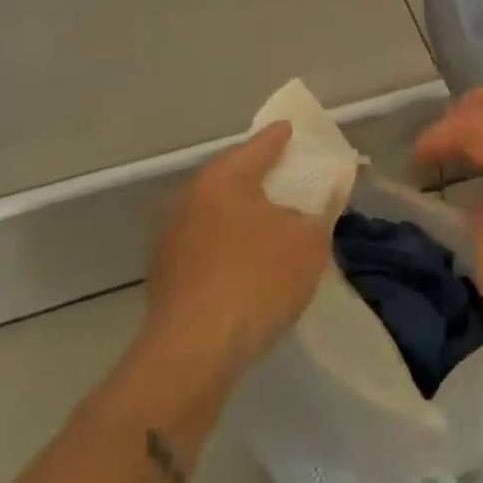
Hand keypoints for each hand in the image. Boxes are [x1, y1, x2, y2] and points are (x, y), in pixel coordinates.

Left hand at [138, 123, 333, 384]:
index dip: (279, 138)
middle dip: (257, 176)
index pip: (259, 146)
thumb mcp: (309, 242)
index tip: (290, 130)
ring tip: (268, 222)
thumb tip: (310, 207)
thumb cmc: (257, 280)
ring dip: (240, 214)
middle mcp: (191, 196)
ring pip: (215, 211)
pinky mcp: (165, 273)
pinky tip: (245, 260)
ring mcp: (171, 236)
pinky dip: (227, 243)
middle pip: (231, 176)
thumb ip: (317, 214)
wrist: (193, 352)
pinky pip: (205, 244)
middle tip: (284, 176)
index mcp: (225, 177)